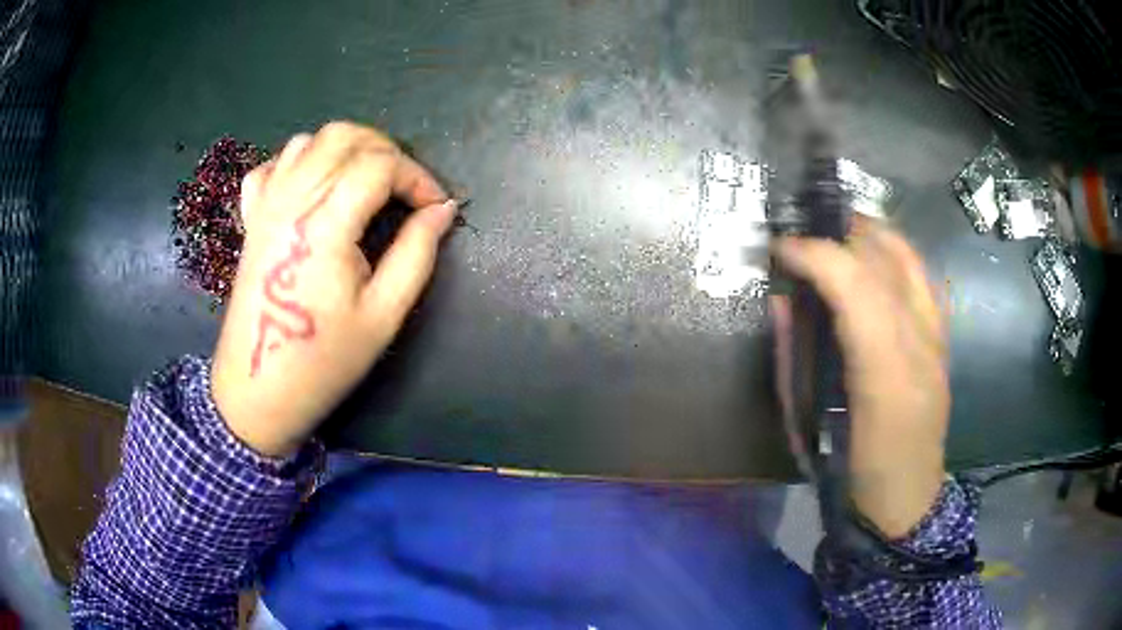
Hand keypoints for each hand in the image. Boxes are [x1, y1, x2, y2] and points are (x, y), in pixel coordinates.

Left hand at [211, 122, 455, 456]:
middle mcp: (291, 200)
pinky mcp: (251, 217)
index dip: (417, 177)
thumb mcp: (383, 315)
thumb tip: (442, 210)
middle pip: (344, 137)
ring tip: (368, 182)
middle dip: (386, 151)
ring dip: (347, 149)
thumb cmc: (323, 360)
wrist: (258, 389)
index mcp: (324, 225)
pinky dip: (302, 160)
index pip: (379, 165)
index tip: (435, 206)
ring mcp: (265, 205)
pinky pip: (275, 164)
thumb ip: (416, 253)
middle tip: (406, 189)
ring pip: (310, 140)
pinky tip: (316, 186)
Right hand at [771, 220, 948, 538]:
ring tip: (835, 233)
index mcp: (883, 375)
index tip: (782, 248)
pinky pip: (921, 275)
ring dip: (869, 234)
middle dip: (839, 234)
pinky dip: (895, 254)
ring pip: (909, 257)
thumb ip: (793, 360)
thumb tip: (781, 302)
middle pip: (884, 260)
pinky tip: (874, 258)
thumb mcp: (807, 426)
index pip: (854, 287)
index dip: (816, 255)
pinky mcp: (944, 338)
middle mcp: (920, 344)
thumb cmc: (851, 471)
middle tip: (805, 235)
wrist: (906, 498)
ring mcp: (938, 336)